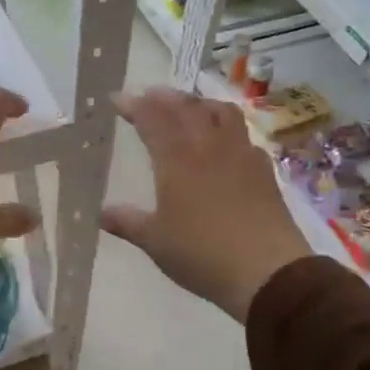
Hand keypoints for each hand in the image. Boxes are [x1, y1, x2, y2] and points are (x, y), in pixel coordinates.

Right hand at [102, 87, 311, 321]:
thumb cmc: (202, 254)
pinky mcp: (263, 169)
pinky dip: (227, 127)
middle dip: (164, 97)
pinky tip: (224, 142)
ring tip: (188, 108)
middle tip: (149, 96)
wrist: (268, 273)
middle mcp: (208, 146)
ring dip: (199, 103)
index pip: (152, 118)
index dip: (133, 105)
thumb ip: (127, 222)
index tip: (117, 99)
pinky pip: (243, 134)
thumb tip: (101, 213)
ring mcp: (240, 154)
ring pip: (220, 112)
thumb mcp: (155, 242)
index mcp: (177, 159)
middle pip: (186, 106)